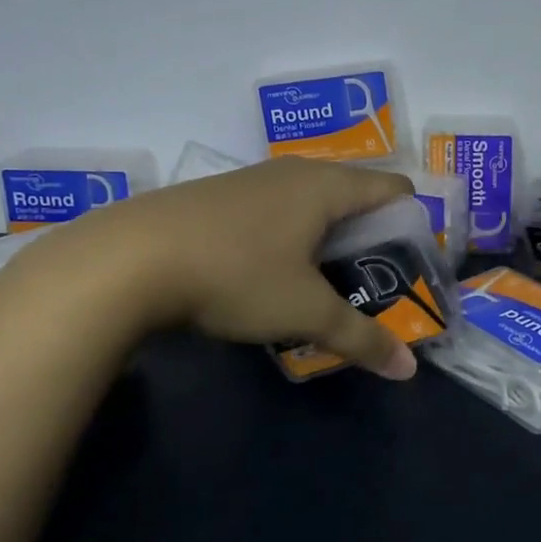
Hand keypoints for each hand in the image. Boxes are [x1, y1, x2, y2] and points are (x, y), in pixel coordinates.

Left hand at [6, 157, 420, 377]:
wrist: (127, 259)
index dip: (413, 221)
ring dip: (326, 238)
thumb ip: (360, 338)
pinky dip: (289, 236)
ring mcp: (252, 180)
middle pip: (353, 195)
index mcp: (327, 186)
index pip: (393, 187)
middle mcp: (294, 172)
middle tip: (374, 283)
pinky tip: (270, 272)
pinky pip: (274, 210)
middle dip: (370, 236)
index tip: (413, 263)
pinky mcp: (219, 196)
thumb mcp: (304, 312)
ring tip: (325, 283)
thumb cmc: (235, 273)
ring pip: (310, 203)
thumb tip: (407, 369)